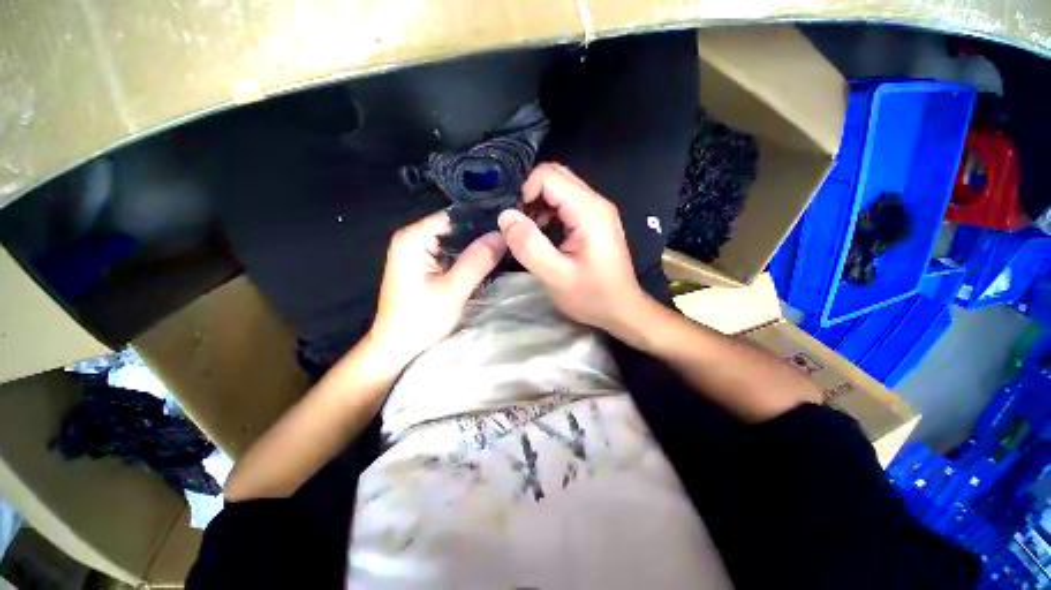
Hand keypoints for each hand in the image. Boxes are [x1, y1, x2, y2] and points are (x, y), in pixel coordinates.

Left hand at [369, 211, 505, 361]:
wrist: (397, 348)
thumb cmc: (420, 320)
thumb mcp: (453, 290)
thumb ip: (477, 260)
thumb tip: (503, 234)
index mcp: (412, 238)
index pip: (454, 216)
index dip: (482, 218)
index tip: (509, 225)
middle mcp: (413, 238)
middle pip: (455, 227)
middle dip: (482, 233)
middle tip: (512, 239)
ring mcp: (418, 252)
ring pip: (456, 241)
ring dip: (477, 246)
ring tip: (506, 247)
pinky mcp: (425, 265)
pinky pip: (452, 253)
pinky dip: (469, 257)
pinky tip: (489, 260)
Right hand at [497, 163, 649, 335]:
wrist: (621, 310)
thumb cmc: (592, 296)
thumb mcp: (556, 276)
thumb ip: (530, 246)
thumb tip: (505, 216)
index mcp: (589, 211)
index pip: (549, 176)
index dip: (526, 192)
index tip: (516, 222)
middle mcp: (595, 202)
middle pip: (555, 177)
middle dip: (531, 196)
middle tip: (520, 227)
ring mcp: (596, 210)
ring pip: (559, 188)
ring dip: (538, 205)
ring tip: (530, 233)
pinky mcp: (594, 221)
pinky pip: (565, 203)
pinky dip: (548, 213)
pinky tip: (543, 235)